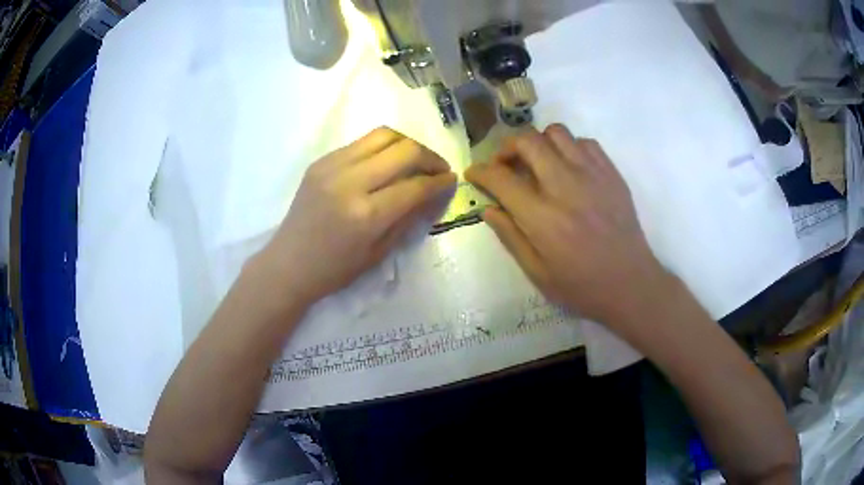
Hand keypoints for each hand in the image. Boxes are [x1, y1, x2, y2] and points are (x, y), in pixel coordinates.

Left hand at [258, 127, 455, 306]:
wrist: (288, 263)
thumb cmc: (334, 270)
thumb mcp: (379, 253)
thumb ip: (408, 218)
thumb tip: (434, 194)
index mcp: (366, 215)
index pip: (416, 185)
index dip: (440, 181)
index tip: (452, 180)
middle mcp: (350, 182)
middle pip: (404, 150)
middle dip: (430, 156)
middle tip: (438, 168)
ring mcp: (332, 166)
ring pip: (383, 135)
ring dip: (407, 144)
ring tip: (416, 159)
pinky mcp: (321, 161)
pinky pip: (361, 143)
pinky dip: (382, 148)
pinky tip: (386, 163)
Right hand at [466, 125, 672, 332]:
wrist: (631, 284)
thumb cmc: (582, 286)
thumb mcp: (537, 273)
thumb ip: (510, 236)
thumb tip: (487, 209)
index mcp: (542, 217)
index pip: (500, 178)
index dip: (480, 171)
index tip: (474, 173)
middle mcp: (565, 186)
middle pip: (527, 142)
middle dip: (507, 148)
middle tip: (506, 165)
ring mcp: (592, 175)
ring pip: (557, 133)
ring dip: (539, 143)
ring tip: (538, 163)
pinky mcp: (611, 173)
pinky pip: (585, 142)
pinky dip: (570, 148)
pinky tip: (569, 168)